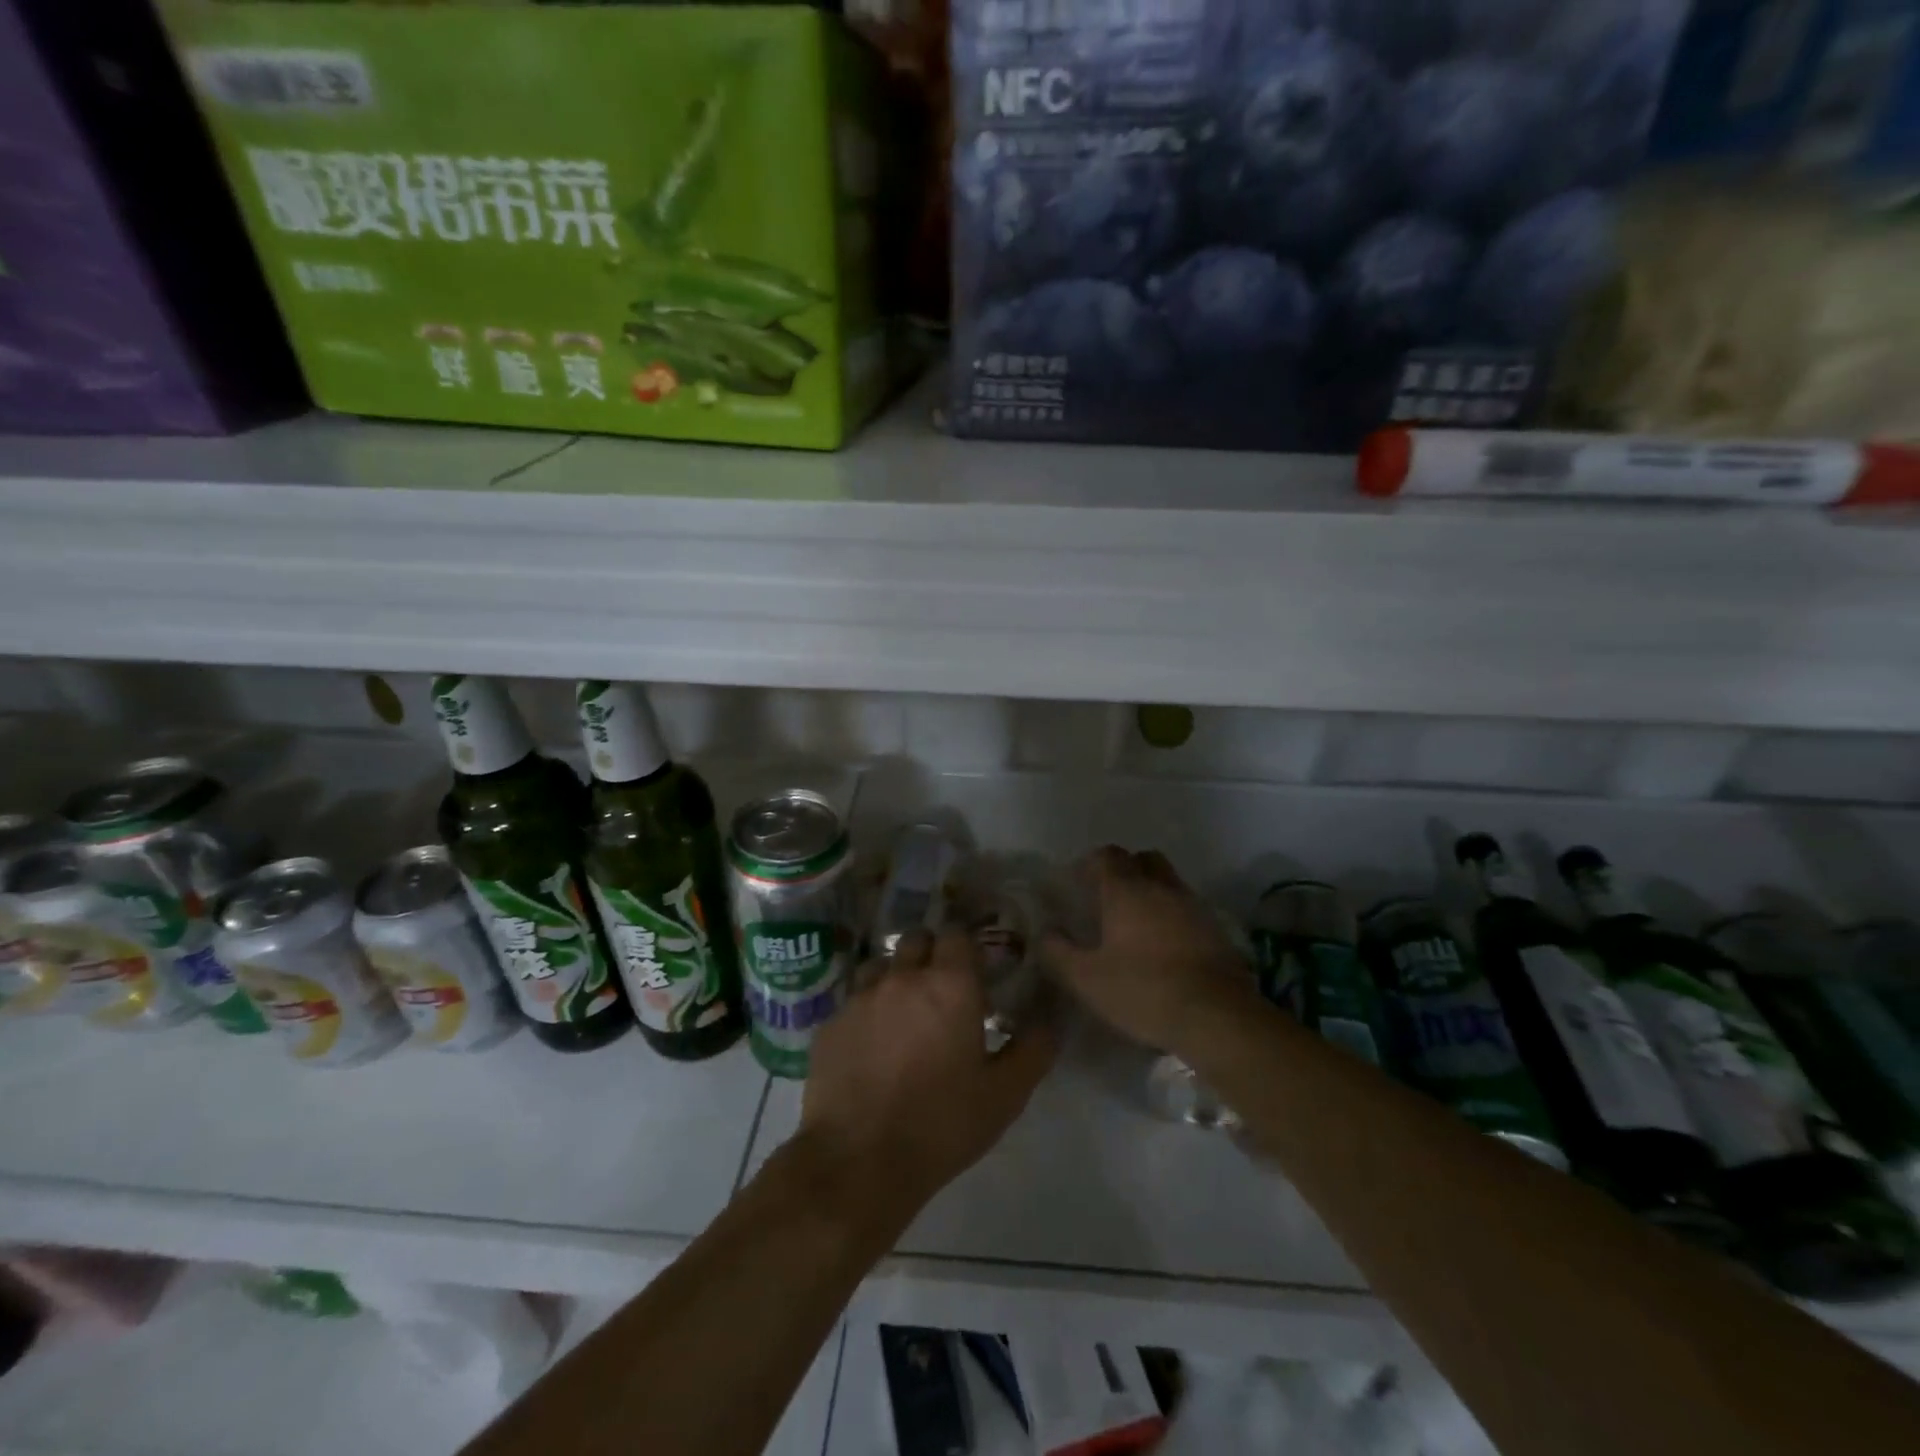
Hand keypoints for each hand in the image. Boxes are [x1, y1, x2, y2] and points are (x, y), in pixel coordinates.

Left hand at [798, 930, 1057, 1221]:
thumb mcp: (1005, 1095)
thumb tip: (1049, 1019)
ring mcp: (861, 997)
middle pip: (917, 939)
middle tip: (942, 989)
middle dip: (931, 953)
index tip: (975, 969)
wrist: (859, 1161)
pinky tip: (871, 1046)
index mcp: (950, 985)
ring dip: (895, 978)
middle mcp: (903, 977)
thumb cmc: (942, 1124)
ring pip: (881, 965)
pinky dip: (866, 1012)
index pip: (957, 934)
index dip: (966, 945)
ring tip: (903, 1014)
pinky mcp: (831, 1023)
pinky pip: (853, 1001)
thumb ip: (1033, 1048)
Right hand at [1042, 846, 1253, 1051]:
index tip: (1078, 884)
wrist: (1218, 1017)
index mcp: (1127, 891)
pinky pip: (1187, 908)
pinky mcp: (1216, 930)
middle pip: (1143, 859)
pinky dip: (1172, 915)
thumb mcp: (1087, 980)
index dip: (1090, 864)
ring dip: (1151, 891)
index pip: (1107, 856)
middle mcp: (1162, 888)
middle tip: (1109, 897)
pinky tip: (1164, 946)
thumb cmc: (1144, 991)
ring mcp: (1193, 906)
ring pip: (1169, 881)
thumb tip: (1045, 932)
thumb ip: (1058, 953)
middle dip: (1125, 869)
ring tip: (1136, 923)